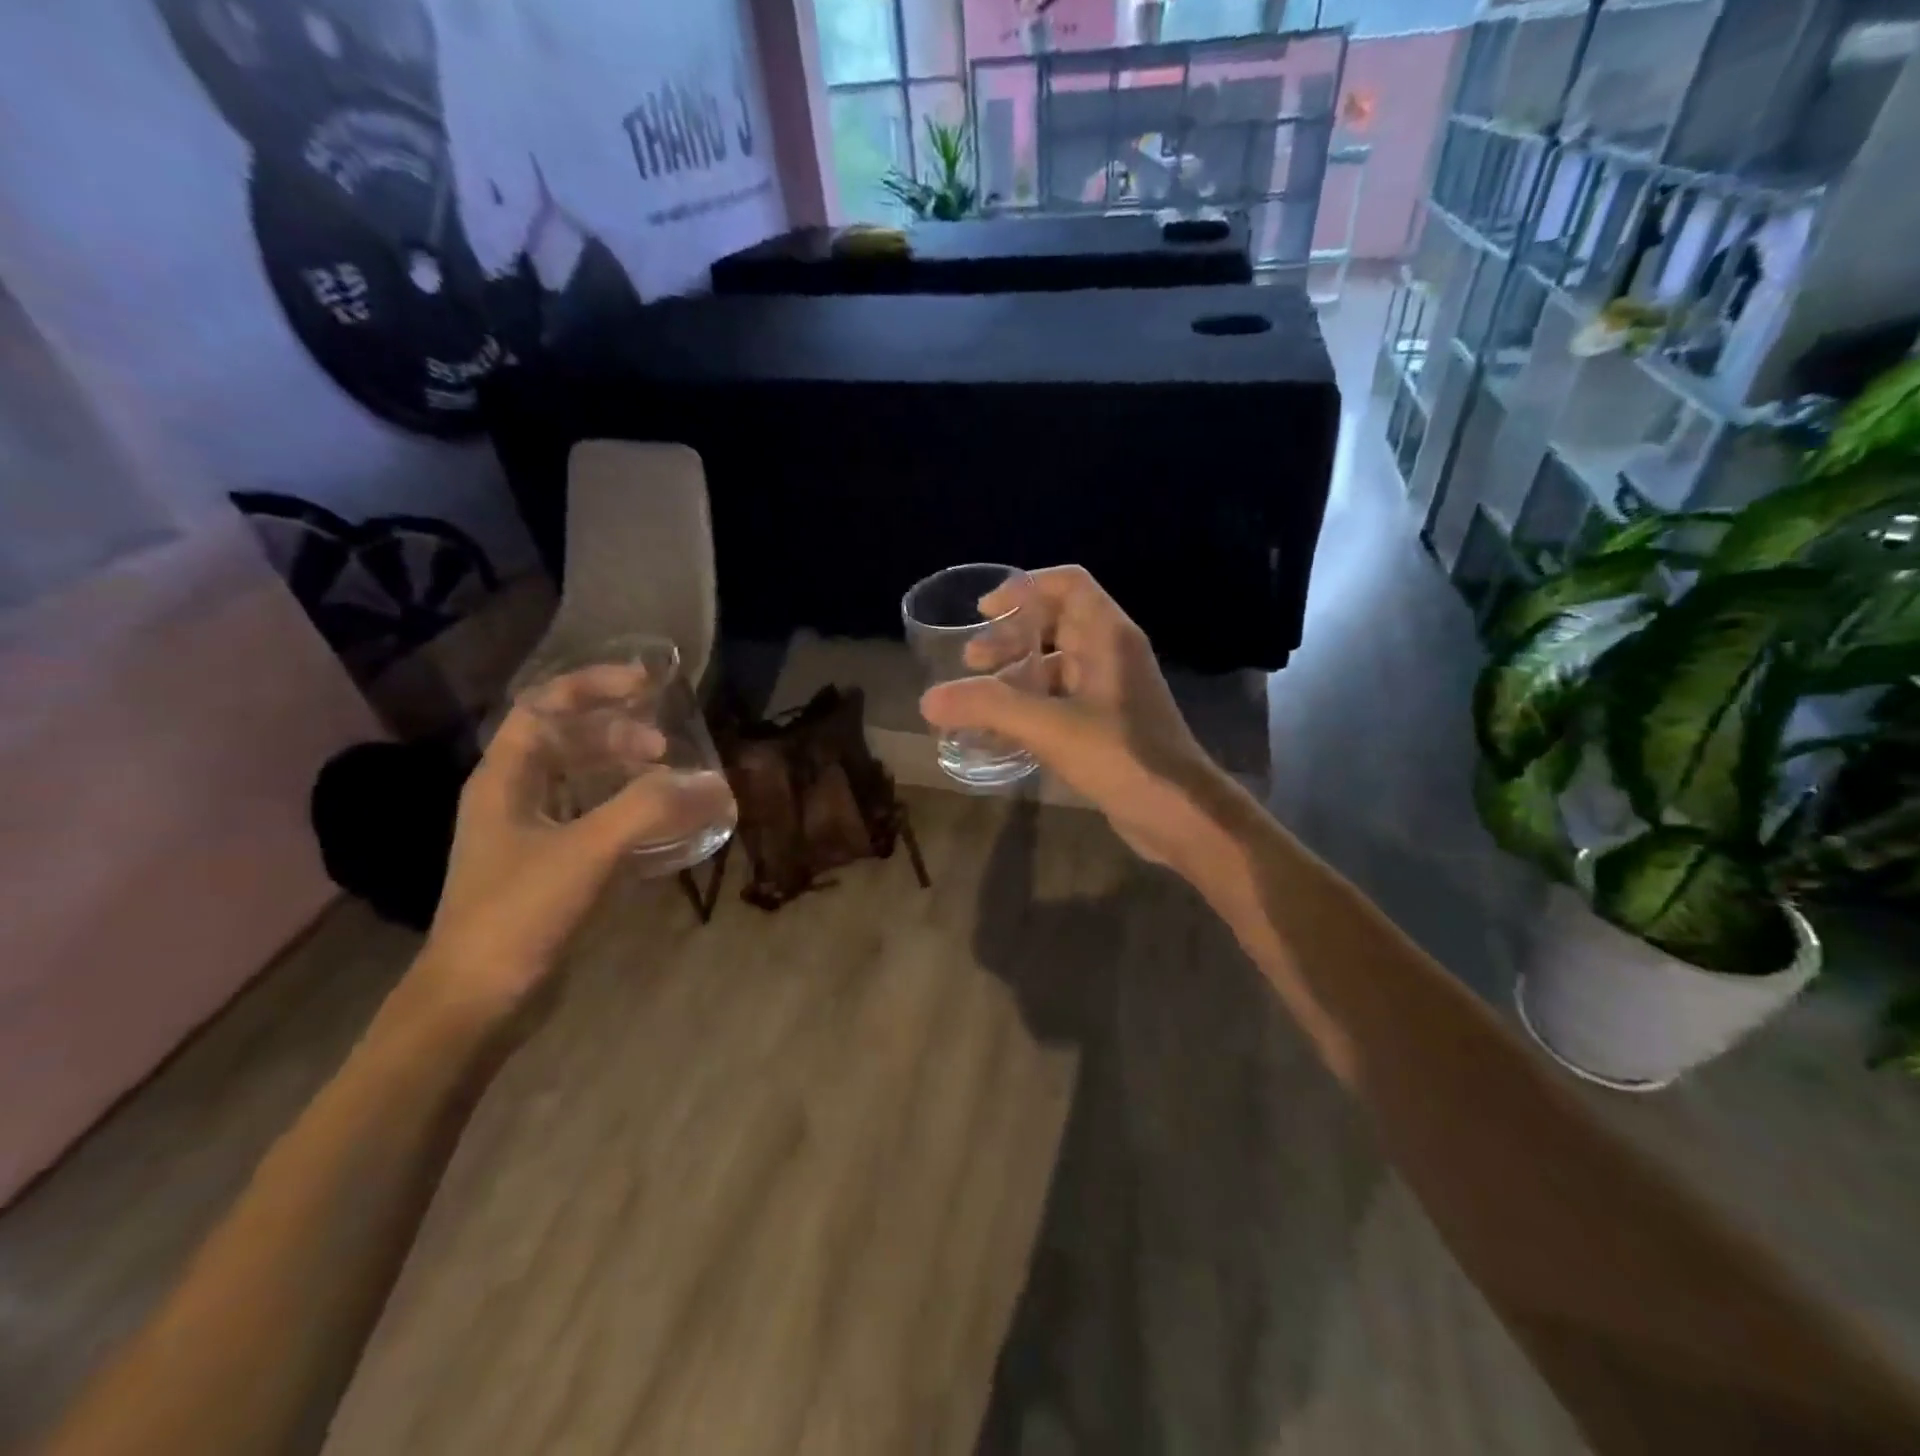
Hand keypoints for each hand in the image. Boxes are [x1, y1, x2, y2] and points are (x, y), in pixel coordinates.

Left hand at [415, 673, 734, 1019]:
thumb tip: (714, 784)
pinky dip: (632, 815)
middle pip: (569, 742)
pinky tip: (666, 830)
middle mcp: (515, 798)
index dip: (594, 685)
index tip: (648, 686)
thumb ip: (651, 810)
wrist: (476, 1005)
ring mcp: (532, 836)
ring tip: (673, 783)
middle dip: (620, 734)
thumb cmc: (518, 915)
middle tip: (667, 751)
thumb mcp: (586, 852)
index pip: (545, 706)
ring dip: (629, 774)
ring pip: (585, 783)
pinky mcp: (552, 870)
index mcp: (505, 779)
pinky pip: (598, 823)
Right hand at [919, 565, 1225, 868]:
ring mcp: (1111, 693)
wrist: (1180, 813)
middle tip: (972, 661)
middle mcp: (1111, 655)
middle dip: (1010, 637)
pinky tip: (999, 735)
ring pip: (1056, 668)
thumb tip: (928, 699)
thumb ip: (988, 708)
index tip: (984, 611)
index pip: (1068, 585)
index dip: (1024, 588)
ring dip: (1017, 676)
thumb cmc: (1122, 755)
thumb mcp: (1050, 727)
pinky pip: (1061, 703)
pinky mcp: (1108, 726)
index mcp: (1107, 637)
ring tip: (978, 700)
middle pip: (1056, 625)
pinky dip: (1029, 709)